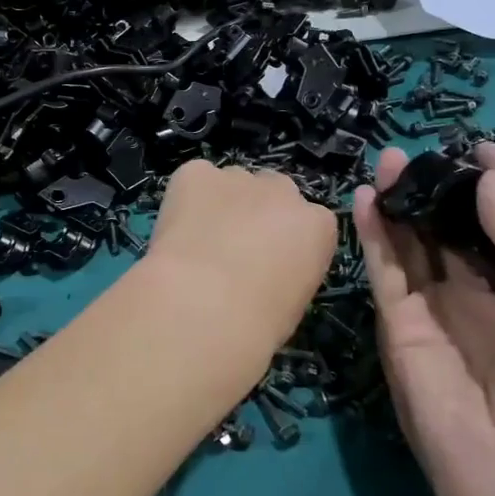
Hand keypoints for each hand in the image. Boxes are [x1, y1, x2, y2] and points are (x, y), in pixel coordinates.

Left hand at [143, 159, 338, 355]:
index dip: (283, 242)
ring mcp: (238, 177)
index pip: (308, 222)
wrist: (204, 305)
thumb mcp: (292, 302)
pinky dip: (185, 198)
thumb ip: (286, 270)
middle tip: (232, 249)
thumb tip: (263, 271)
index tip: (267, 264)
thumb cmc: (257, 321)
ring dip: (221, 204)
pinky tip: (176, 229)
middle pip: (273, 192)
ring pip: (232, 183)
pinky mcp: (196, 174)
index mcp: (317, 226)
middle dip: (256, 213)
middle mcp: (283, 191)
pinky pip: (194, 178)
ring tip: (197, 242)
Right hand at [352, 144, 494, 495]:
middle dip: (429, 191)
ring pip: (406, 245)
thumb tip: (491, 177)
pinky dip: (373, 235)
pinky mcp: (393, 324)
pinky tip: (368, 200)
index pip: (491, 229)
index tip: (478, 149)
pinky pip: (381, 271)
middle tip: (414, 152)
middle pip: (441, 232)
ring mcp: (426, 309)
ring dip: (396, 204)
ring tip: (386, 163)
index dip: (484, 190)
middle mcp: (466, 295)